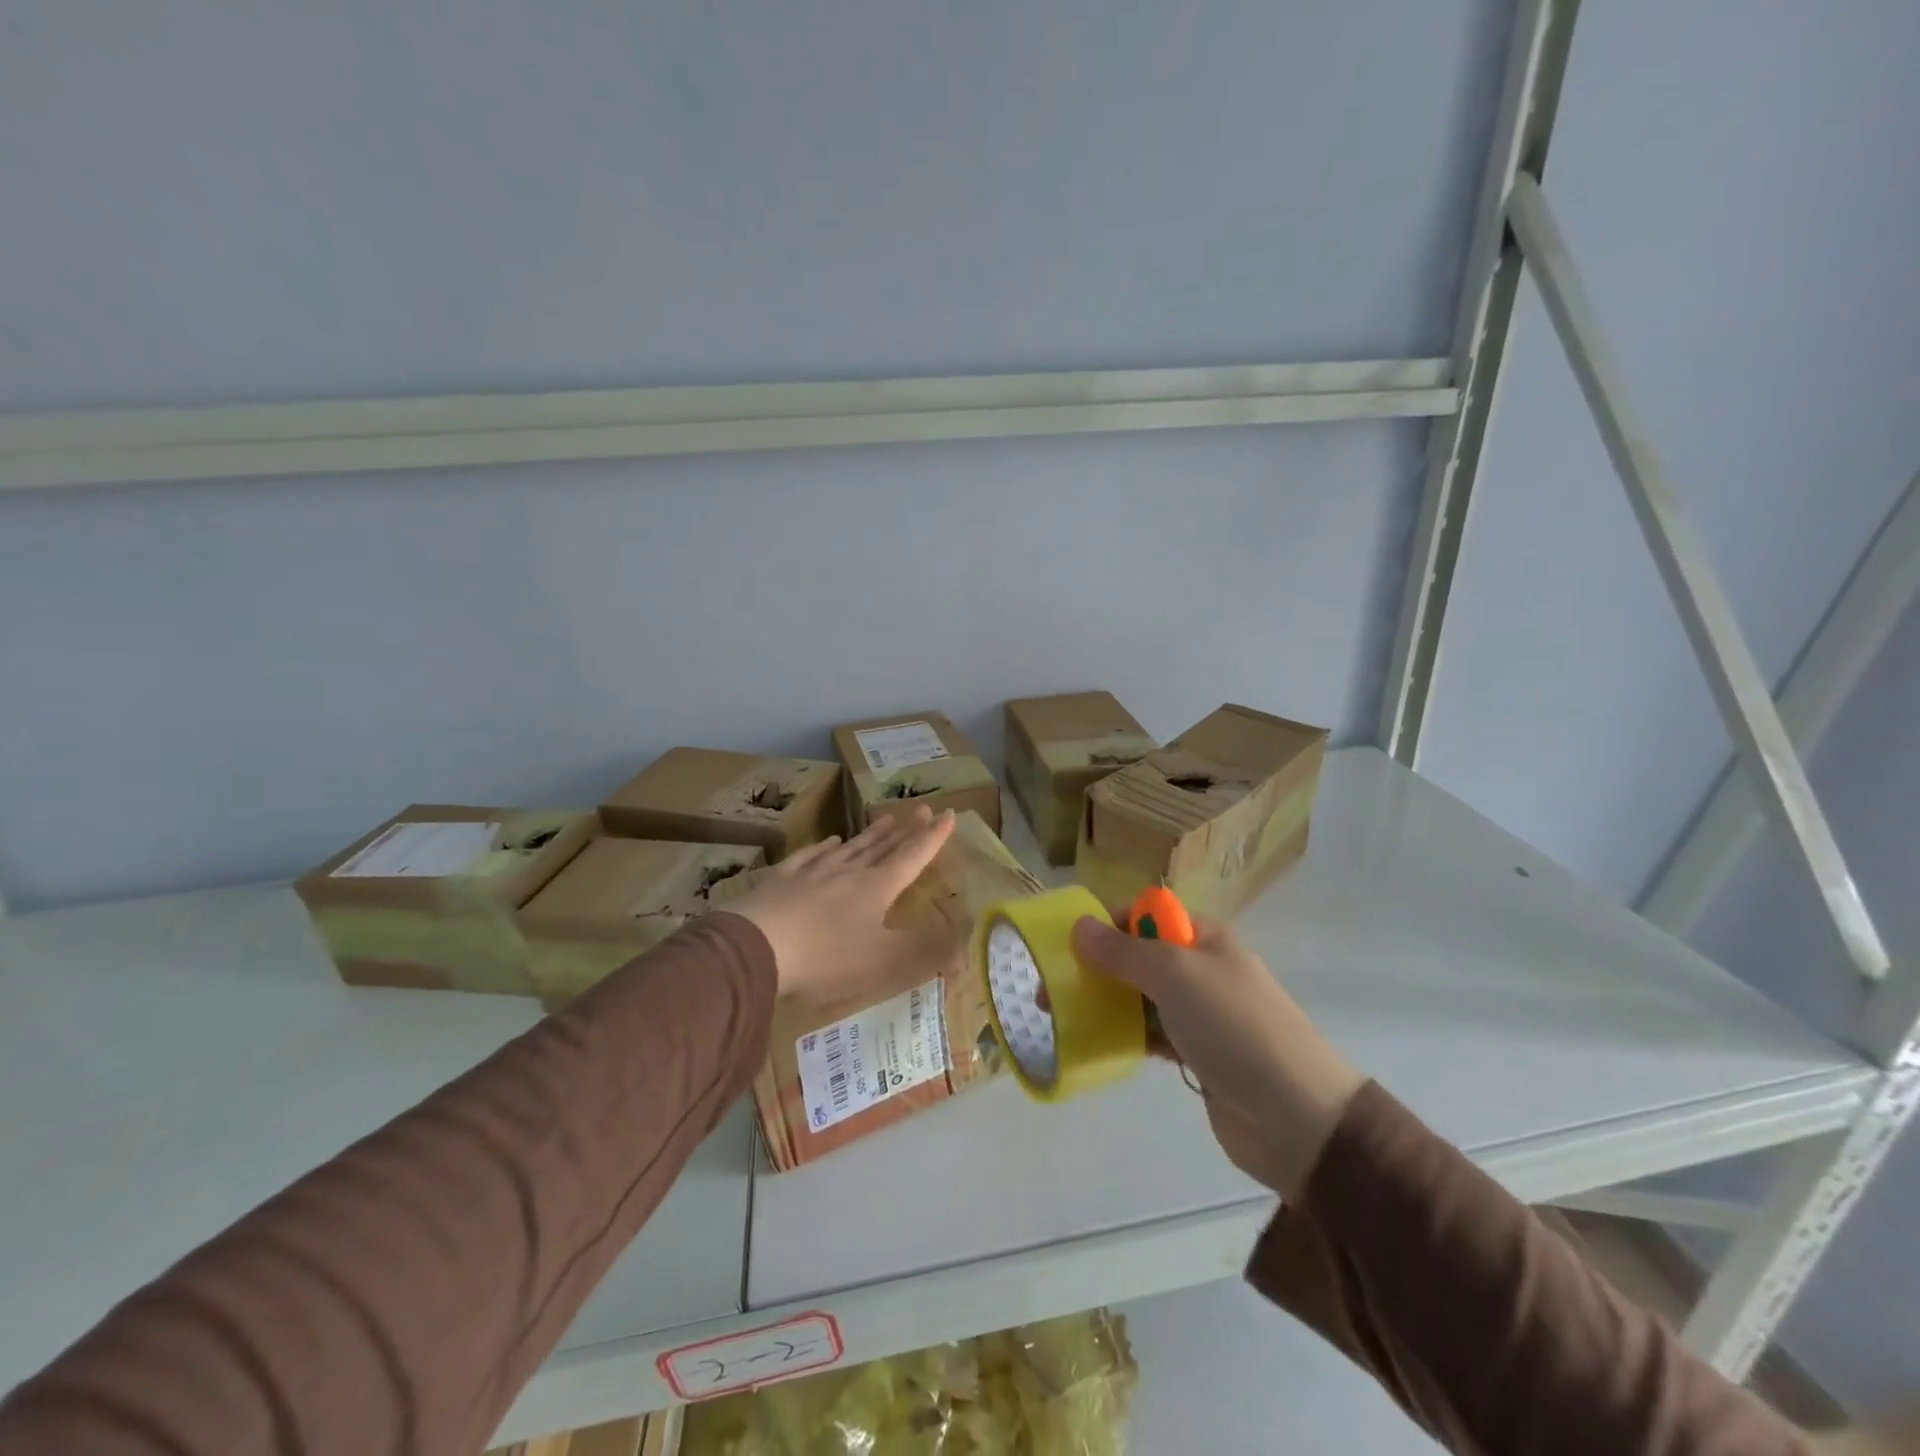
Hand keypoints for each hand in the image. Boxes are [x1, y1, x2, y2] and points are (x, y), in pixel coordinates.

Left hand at [729, 806, 959, 1005]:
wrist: (755, 946)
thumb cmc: (826, 957)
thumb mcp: (883, 962)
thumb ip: (927, 953)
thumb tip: (965, 946)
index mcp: (877, 889)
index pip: (912, 857)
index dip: (932, 838)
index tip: (948, 814)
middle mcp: (849, 872)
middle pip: (882, 847)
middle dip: (905, 829)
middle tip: (920, 807)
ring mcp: (813, 872)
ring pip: (850, 847)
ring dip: (871, 834)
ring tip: (885, 818)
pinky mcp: (782, 880)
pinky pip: (810, 856)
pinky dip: (824, 847)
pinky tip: (829, 841)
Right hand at [1069, 915, 1363, 1198]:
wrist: (1299, 1118)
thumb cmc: (1235, 1028)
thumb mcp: (1175, 975)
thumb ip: (1123, 950)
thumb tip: (1078, 925)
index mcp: (1203, 937)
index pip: (1144, 915)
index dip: (1105, 924)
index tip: (1066, 948)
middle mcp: (1201, 968)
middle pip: (1137, 956)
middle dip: (1095, 967)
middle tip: (1050, 990)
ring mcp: (1200, 1014)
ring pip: (1140, 997)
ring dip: (1105, 1002)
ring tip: (1060, 1018)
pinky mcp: (1197, 1054)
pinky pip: (1151, 1034)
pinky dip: (1124, 1035)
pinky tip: (1094, 1044)